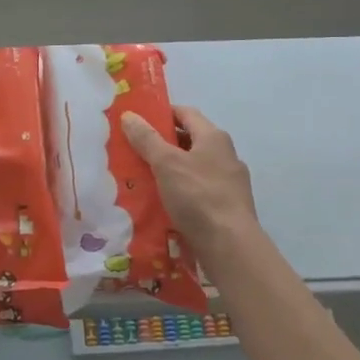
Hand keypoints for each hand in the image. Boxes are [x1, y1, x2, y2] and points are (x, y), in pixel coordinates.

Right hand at [120, 105, 258, 257]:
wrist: (230, 245)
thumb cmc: (198, 196)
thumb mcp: (166, 163)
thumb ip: (147, 139)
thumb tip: (129, 115)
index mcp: (214, 137)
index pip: (186, 113)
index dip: (162, 113)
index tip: (139, 121)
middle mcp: (226, 155)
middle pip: (190, 140)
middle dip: (163, 144)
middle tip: (135, 151)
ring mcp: (230, 182)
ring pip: (194, 168)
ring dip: (172, 170)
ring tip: (145, 178)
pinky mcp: (228, 207)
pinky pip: (200, 191)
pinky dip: (182, 192)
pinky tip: (165, 204)